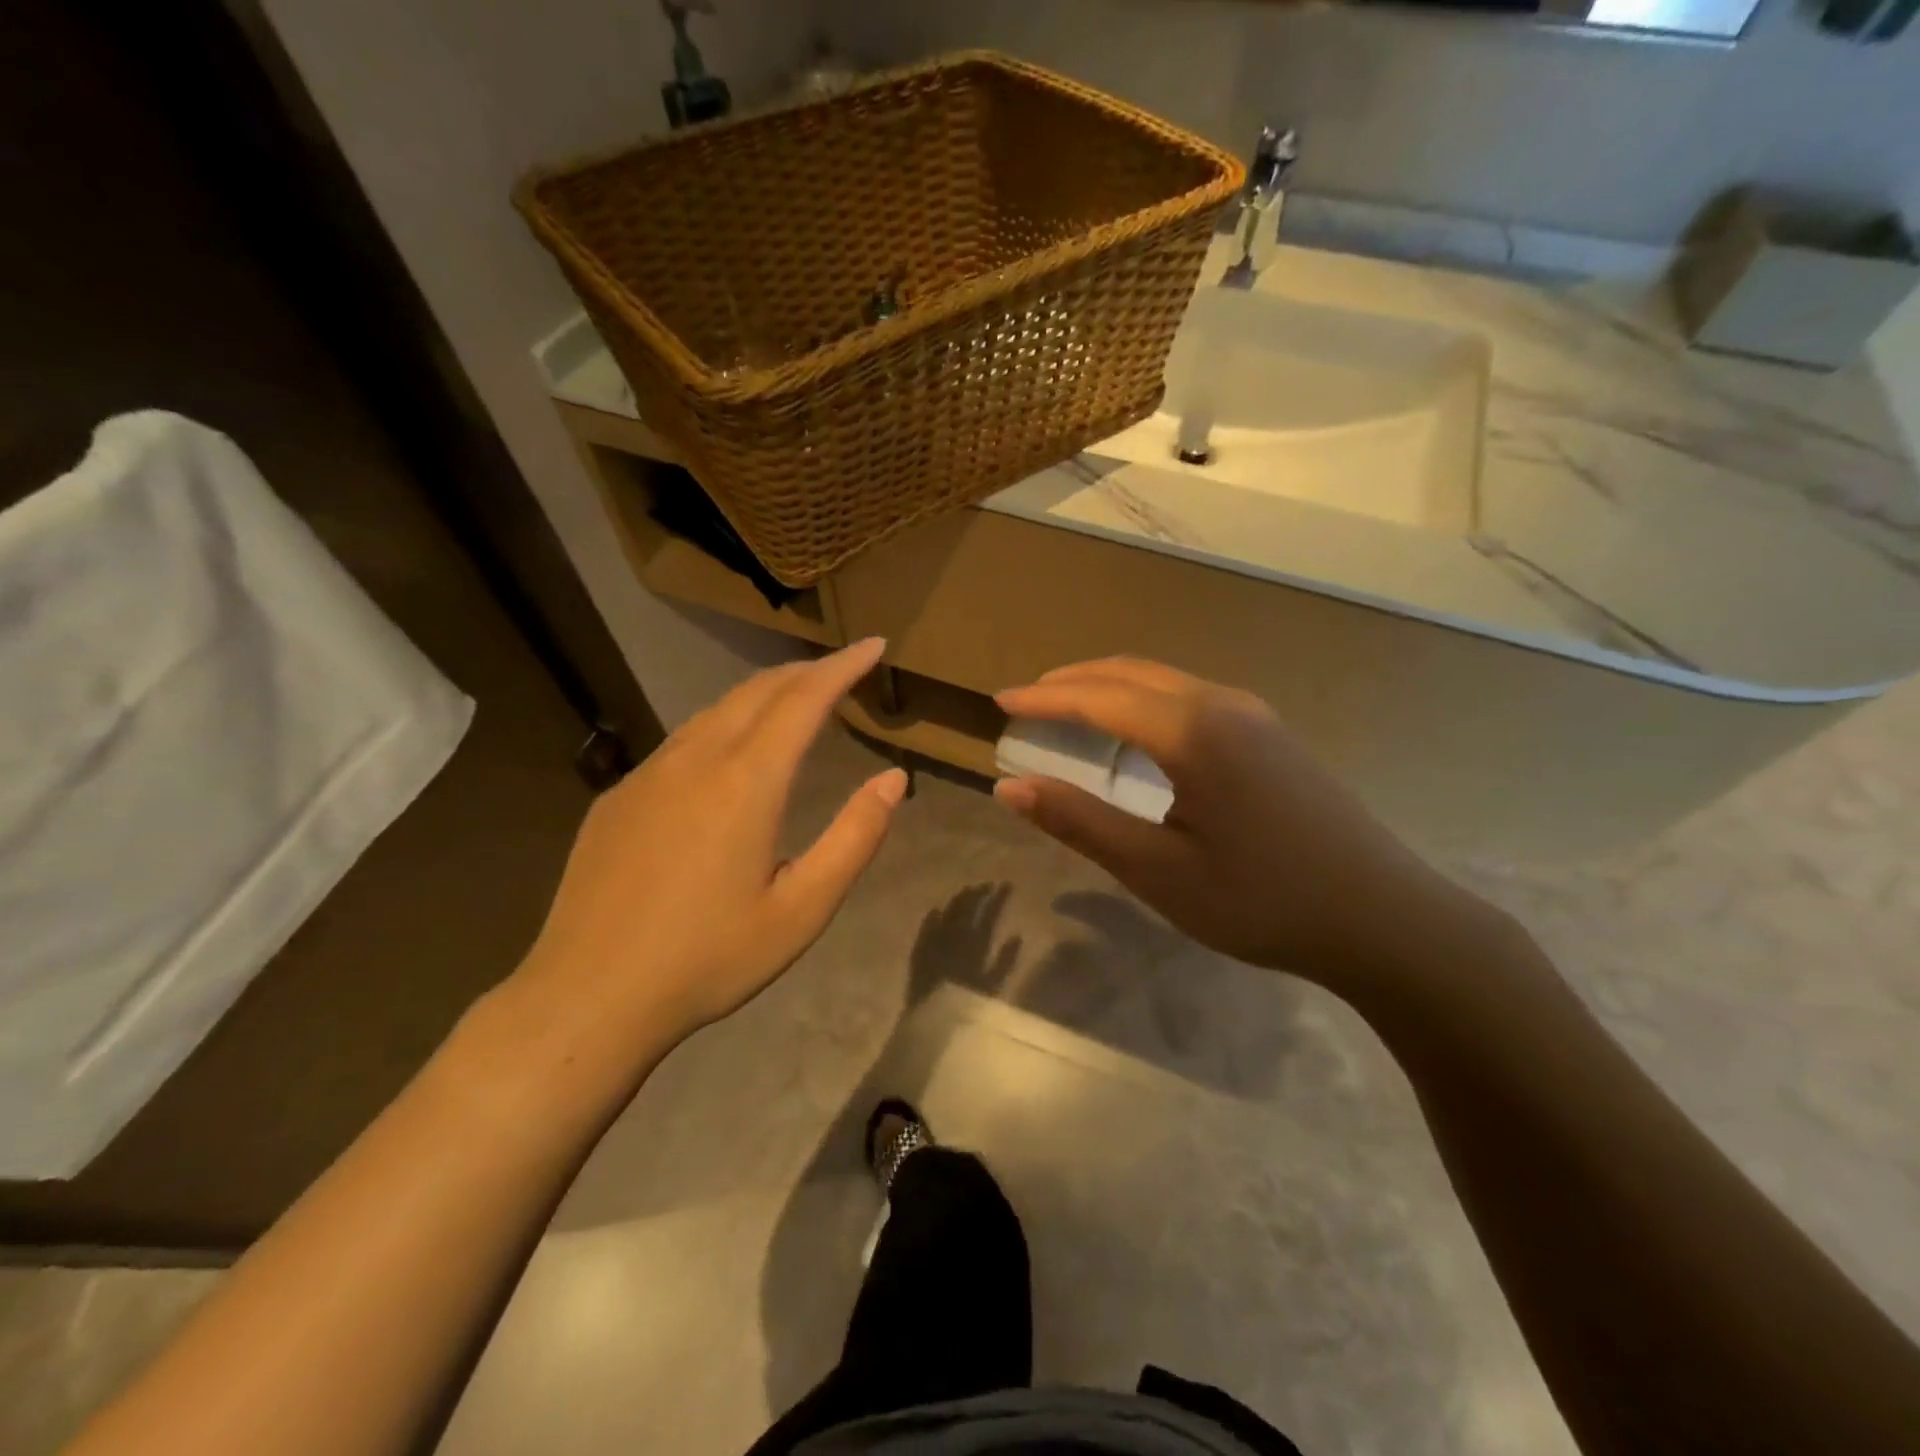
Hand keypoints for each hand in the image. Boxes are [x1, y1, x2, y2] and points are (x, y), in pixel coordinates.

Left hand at [517, 639, 905, 1058]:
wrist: (589, 996)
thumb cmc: (709, 958)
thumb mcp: (802, 909)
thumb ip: (855, 837)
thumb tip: (894, 779)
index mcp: (747, 782)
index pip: (805, 698)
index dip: (843, 666)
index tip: (873, 644)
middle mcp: (696, 759)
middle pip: (759, 691)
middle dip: (805, 671)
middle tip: (841, 670)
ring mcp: (648, 773)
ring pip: (716, 709)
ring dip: (763, 695)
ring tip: (794, 701)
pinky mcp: (619, 795)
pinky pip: (683, 740)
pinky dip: (723, 725)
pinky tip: (729, 754)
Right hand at [994, 658, 1475, 989]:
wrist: (1384, 919)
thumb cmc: (1261, 900)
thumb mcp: (1157, 870)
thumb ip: (1080, 822)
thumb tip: (1011, 787)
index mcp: (1191, 731)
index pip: (1098, 697)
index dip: (1044, 699)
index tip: (1000, 703)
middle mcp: (1223, 705)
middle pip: (1132, 673)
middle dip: (1073, 681)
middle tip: (1029, 701)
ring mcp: (1255, 716)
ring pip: (1164, 682)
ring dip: (1111, 687)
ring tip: (1071, 711)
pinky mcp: (1273, 737)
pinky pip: (1191, 698)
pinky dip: (1145, 702)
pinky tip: (1138, 735)